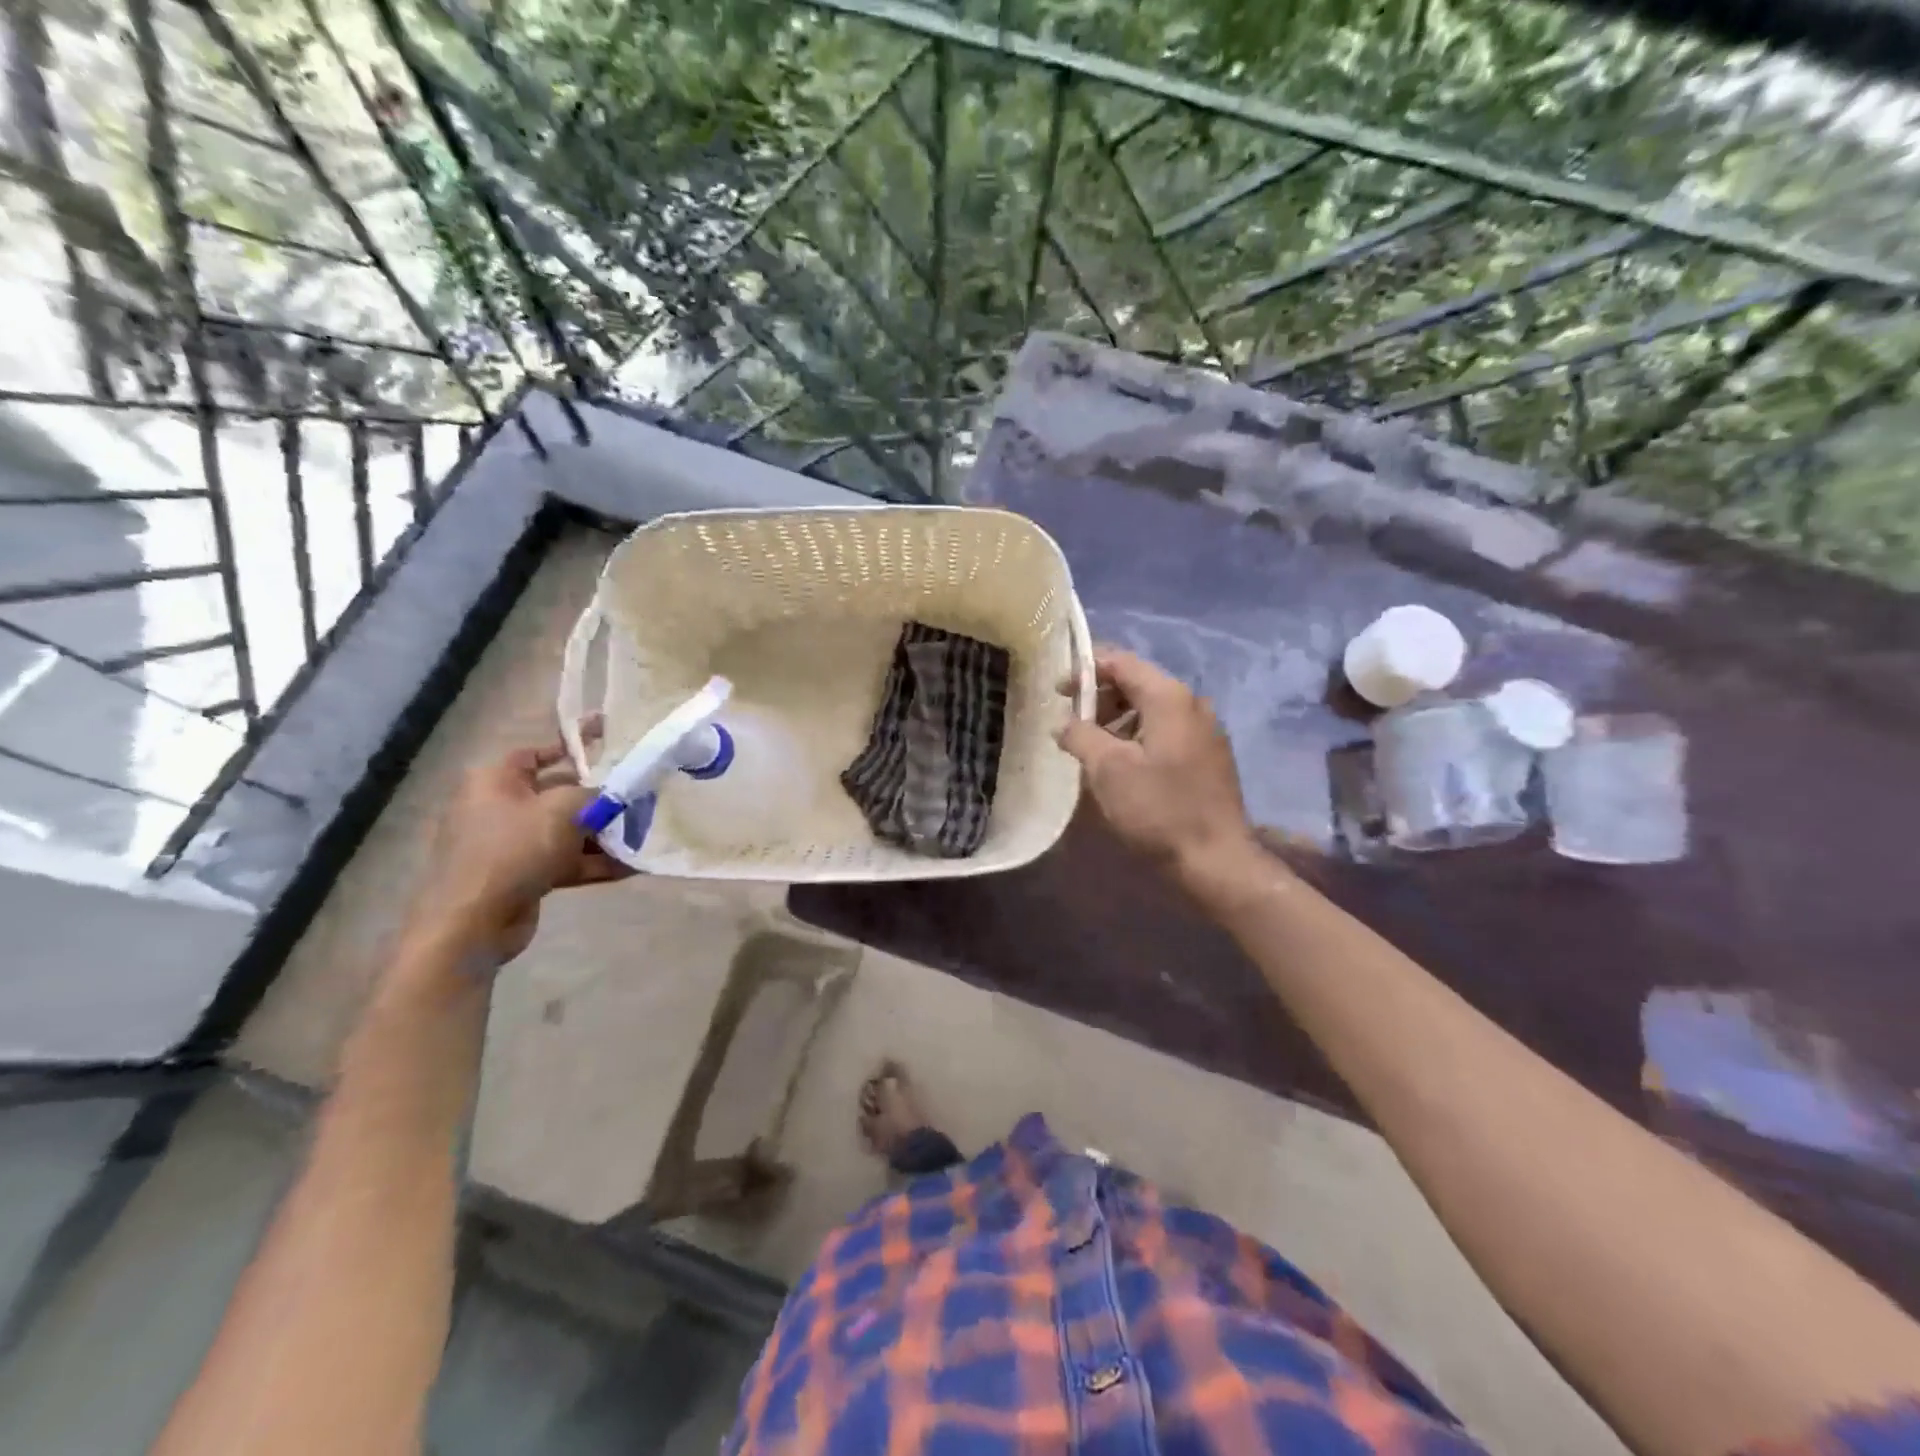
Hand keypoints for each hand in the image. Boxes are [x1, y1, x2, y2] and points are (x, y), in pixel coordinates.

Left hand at [407, 736, 624, 962]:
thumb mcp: (563, 809)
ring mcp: (509, 844)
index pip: (538, 752)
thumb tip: (617, 795)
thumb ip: (596, 795)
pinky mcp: (521, 875)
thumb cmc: (514, 849)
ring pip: (565, 830)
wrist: (473, 921)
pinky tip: (631, 867)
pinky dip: (593, 862)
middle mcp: (499, 807)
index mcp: (496, 780)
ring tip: (643, 834)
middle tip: (638, 795)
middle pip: (558, 793)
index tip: (609, 740)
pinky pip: (564, 861)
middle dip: (599, 798)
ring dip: (603, 835)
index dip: (574, 744)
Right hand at [1057, 647, 1258, 885]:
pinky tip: (1122, 763)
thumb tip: (1063, 723)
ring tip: (1092, 747)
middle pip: (1138, 683)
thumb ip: (1080, 735)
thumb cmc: (1158, 809)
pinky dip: (1138, 735)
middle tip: (1072, 723)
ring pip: (1152, 709)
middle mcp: (1192, 703)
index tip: (1058, 692)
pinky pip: (1166, 730)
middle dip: (1101, 697)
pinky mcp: (1209, 755)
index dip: (1086, 670)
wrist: (1216, 859)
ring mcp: (1205, 729)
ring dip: (1118, 718)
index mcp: (1169, 697)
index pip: (1121, 662)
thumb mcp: (1107, 770)